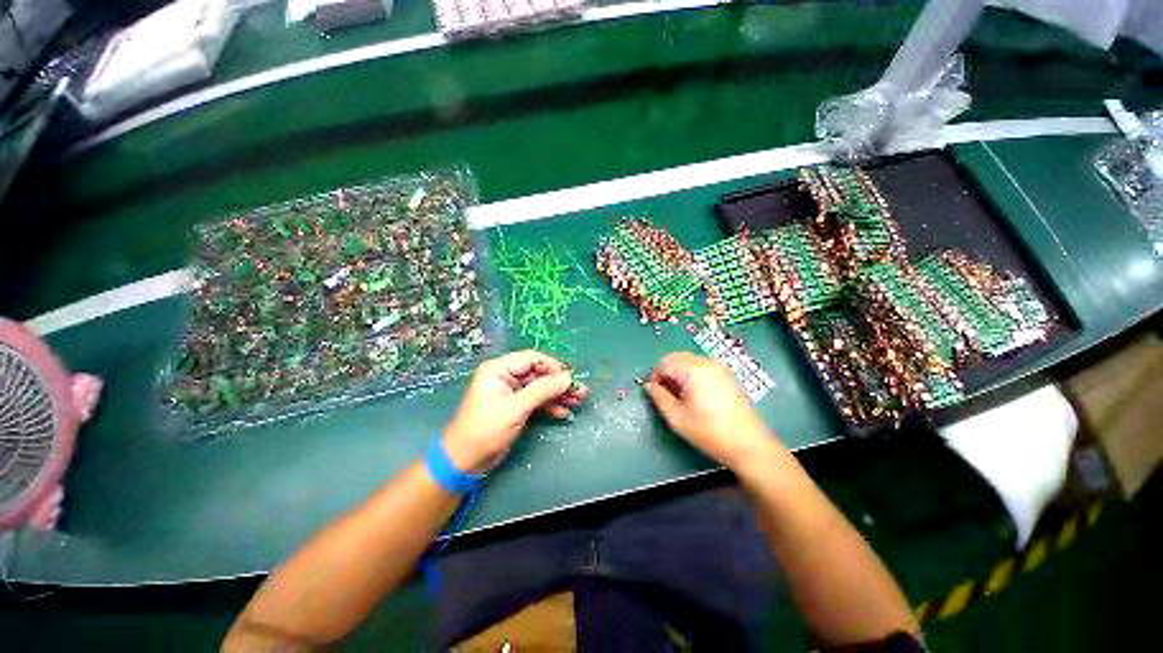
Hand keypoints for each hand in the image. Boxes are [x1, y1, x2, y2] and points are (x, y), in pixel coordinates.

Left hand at [443, 350, 588, 472]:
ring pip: (540, 388)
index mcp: (499, 369)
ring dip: (558, 395)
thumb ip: (543, 390)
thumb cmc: (486, 430)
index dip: (552, 366)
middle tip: (581, 391)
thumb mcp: (516, 408)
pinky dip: (550, 406)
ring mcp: (512, 393)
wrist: (464, 462)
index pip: (531, 359)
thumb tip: (568, 377)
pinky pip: (537, 401)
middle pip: (538, 374)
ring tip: (578, 401)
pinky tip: (564, 412)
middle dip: (559, 383)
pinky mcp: (516, 407)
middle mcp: (506, 377)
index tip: (569, 378)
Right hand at [643, 352, 779, 468]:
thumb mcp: (677, 417)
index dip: (655, 376)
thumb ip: (659, 398)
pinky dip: (691, 374)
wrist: (748, 444)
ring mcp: (719, 367)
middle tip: (666, 394)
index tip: (655, 393)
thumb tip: (649, 386)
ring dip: (679, 372)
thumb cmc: (709, 431)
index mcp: (693, 370)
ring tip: (680, 396)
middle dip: (667, 372)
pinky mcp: (726, 374)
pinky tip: (695, 394)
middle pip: (677, 357)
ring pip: (688, 360)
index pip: (665, 362)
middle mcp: (706, 362)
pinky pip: (701, 366)